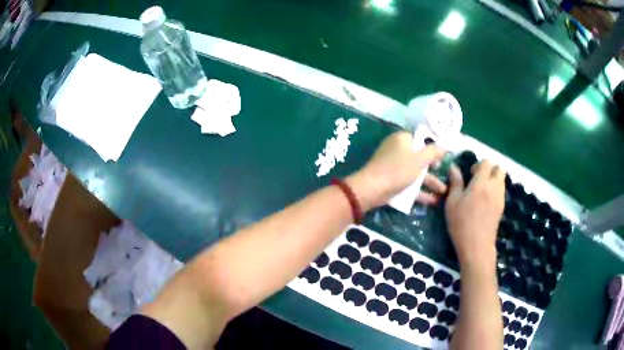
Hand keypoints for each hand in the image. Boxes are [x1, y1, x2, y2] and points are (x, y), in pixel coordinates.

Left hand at [347, 131, 446, 210]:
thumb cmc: (398, 169)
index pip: (421, 139)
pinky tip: (433, 201)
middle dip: (434, 169)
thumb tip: (445, 146)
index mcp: (402, 139)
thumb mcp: (419, 159)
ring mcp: (394, 166)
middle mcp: (398, 150)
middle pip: (420, 157)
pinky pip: (409, 183)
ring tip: (444, 192)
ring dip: (430, 182)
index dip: (433, 148)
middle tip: (447, 176)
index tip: (444, 158)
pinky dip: (419, 191)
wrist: (372, 189)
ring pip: (416, 172)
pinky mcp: (392, 180)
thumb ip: (433, 152)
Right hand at [445, 160, 505, 268]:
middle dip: (490, 170)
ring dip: (494, 179)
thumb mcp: (452, 202)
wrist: (477, 246)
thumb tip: (453, 167)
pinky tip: (485, 201)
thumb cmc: (461, 223)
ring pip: (502, 180)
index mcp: (481, 182)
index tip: (470, 174)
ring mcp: (500, 197)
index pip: (486, 163)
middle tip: (478, 179)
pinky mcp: (502, 207)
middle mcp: (494, 187)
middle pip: (499, 169)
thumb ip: (455, 182)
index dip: (478, 164)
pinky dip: (495, 190)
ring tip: (482, 190)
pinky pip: (501, 191)